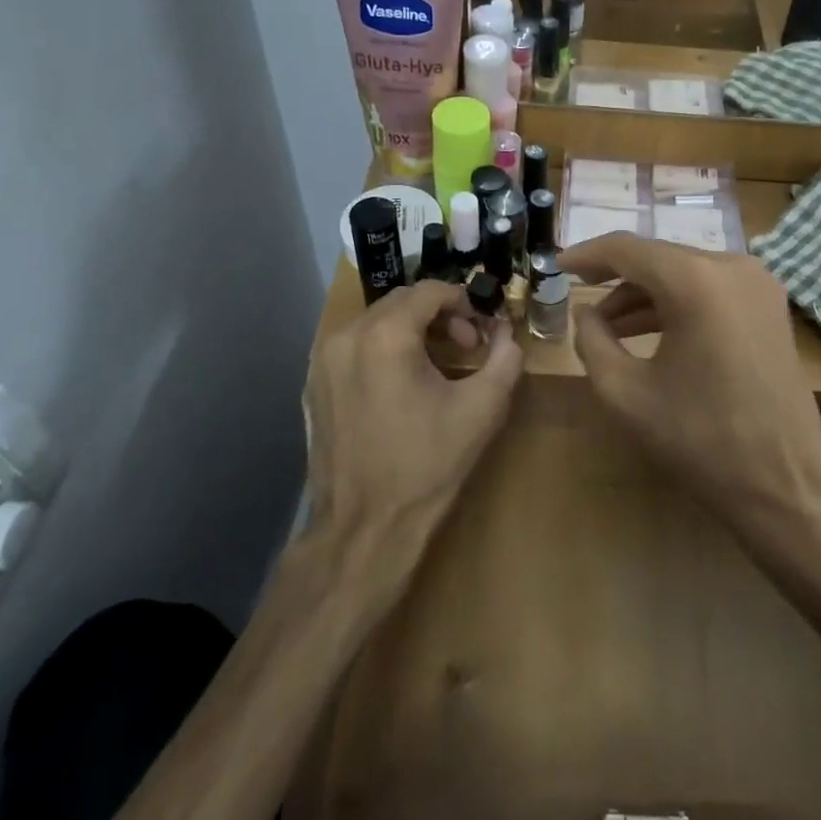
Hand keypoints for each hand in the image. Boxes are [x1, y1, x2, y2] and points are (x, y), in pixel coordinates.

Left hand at [305, 281, 522, 549]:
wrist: (364, 529)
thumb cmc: (427, 465)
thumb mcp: (482, 409)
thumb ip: (505, 358)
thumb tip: (507, 333)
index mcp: (385, 336)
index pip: (429, 290)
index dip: (463, 303)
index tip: (481, 333)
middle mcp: (346, 337)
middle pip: (401, 302)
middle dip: (438, 315)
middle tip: (464, 348)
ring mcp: (323, 362)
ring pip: (375, 322)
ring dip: (410, 330)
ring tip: (434, 366)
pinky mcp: (313, 386)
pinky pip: (354, 347)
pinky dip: (382, 350)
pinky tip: (400, 386)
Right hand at [559, 233, 820, 532]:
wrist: (785, 483)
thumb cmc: (700, 439)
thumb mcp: (625, 393)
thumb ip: (592, 341)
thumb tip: (585, 312)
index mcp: (696, 280)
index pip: (627, 249)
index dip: (587, 255)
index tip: (557, 267)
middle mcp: (731, 266)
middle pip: (658, 257)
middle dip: (615, 277)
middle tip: (579, 297)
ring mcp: (758, 282)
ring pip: (684, 272)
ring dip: (645, 294)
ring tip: (608, 326)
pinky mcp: (770, 303)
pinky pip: (710, 288)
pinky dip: (677, 302)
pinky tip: (649, 330)